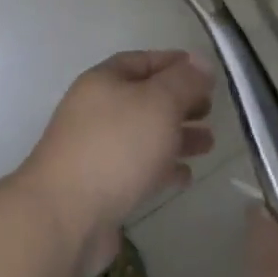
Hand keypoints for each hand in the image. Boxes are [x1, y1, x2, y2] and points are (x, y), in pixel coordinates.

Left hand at [18, 51, 215, 273]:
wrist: (66, 215)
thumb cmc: (116, 147)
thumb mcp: (158, 103)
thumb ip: (184, 81)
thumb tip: (201, 62)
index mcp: (104, 81)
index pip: (142, 61)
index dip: (175, 63)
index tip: (206, 73)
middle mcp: (96, 111)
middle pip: (144, 98)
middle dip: (179, 102)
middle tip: (211, 110)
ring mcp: (96, 150)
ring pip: (144, 135)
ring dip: (176, 136)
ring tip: (209, 144)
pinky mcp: (101, 186)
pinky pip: (138, 169)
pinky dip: (162, 168)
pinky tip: (185, 176)